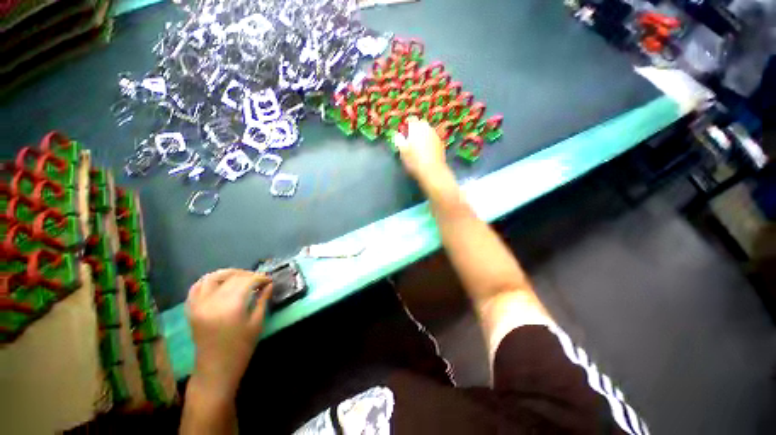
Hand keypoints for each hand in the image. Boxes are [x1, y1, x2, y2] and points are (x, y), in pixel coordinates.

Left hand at [186, 269, 272, 395]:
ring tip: (241, 277)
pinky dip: (209, 280)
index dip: (260, 278)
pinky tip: (220, 282)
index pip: (247, 281)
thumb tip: (269, 285)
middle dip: (249, 275)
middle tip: (260, 280)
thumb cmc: (240, 349)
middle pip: (232, 278)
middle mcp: (212, 302)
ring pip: (212, 277)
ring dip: (229, 274)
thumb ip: (262, 301)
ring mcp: (198, 305)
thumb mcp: (256, 324)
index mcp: (230, 307)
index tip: (269, 280)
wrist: (215, 370)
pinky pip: (196, 288)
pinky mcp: (191, 310)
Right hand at [394, 117, 450, 182]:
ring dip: (423, 134)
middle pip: (421, 124)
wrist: (433, 172)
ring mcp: (436, 136)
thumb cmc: (415, 161)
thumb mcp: (403, 152)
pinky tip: (426, 150)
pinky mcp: (441, 144)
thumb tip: (398, 135)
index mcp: (417, 128)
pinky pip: (433, 139)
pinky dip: (429, 141)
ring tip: (418, 144)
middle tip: (410, 136)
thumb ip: (399, 141)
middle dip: (416, 128)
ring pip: (428, 131)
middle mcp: (428, 129)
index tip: (404, 129)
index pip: (412, 120)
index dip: (407, 123)